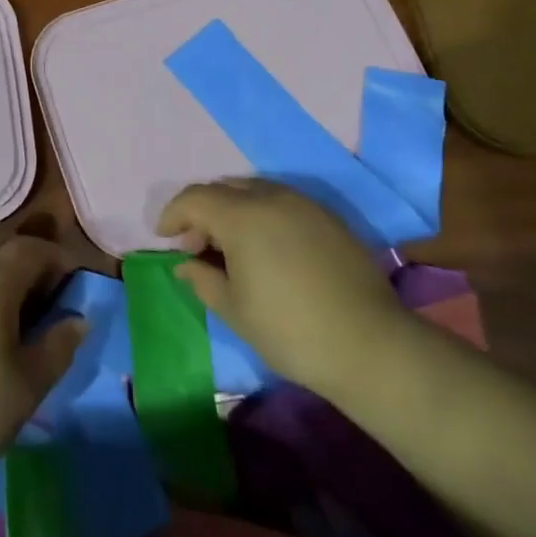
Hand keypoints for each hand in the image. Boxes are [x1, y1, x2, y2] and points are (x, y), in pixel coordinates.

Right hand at [157, 178, 410, 396]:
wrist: (371, 347)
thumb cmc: (290, 330)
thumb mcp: (234, 310)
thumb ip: (201, 279)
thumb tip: (184, 263)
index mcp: (241, 216)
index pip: (194, 198)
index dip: (172, 214)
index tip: (164, 238)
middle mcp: (271, 198)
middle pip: (223, 189)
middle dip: (202, 211)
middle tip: (196, 246)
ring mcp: (304, 205)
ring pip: (254, 191)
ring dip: (232, 210)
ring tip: (230, 247)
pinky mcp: (328, 219)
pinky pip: (282, 202)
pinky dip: (262, 214)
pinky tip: (266, 248)